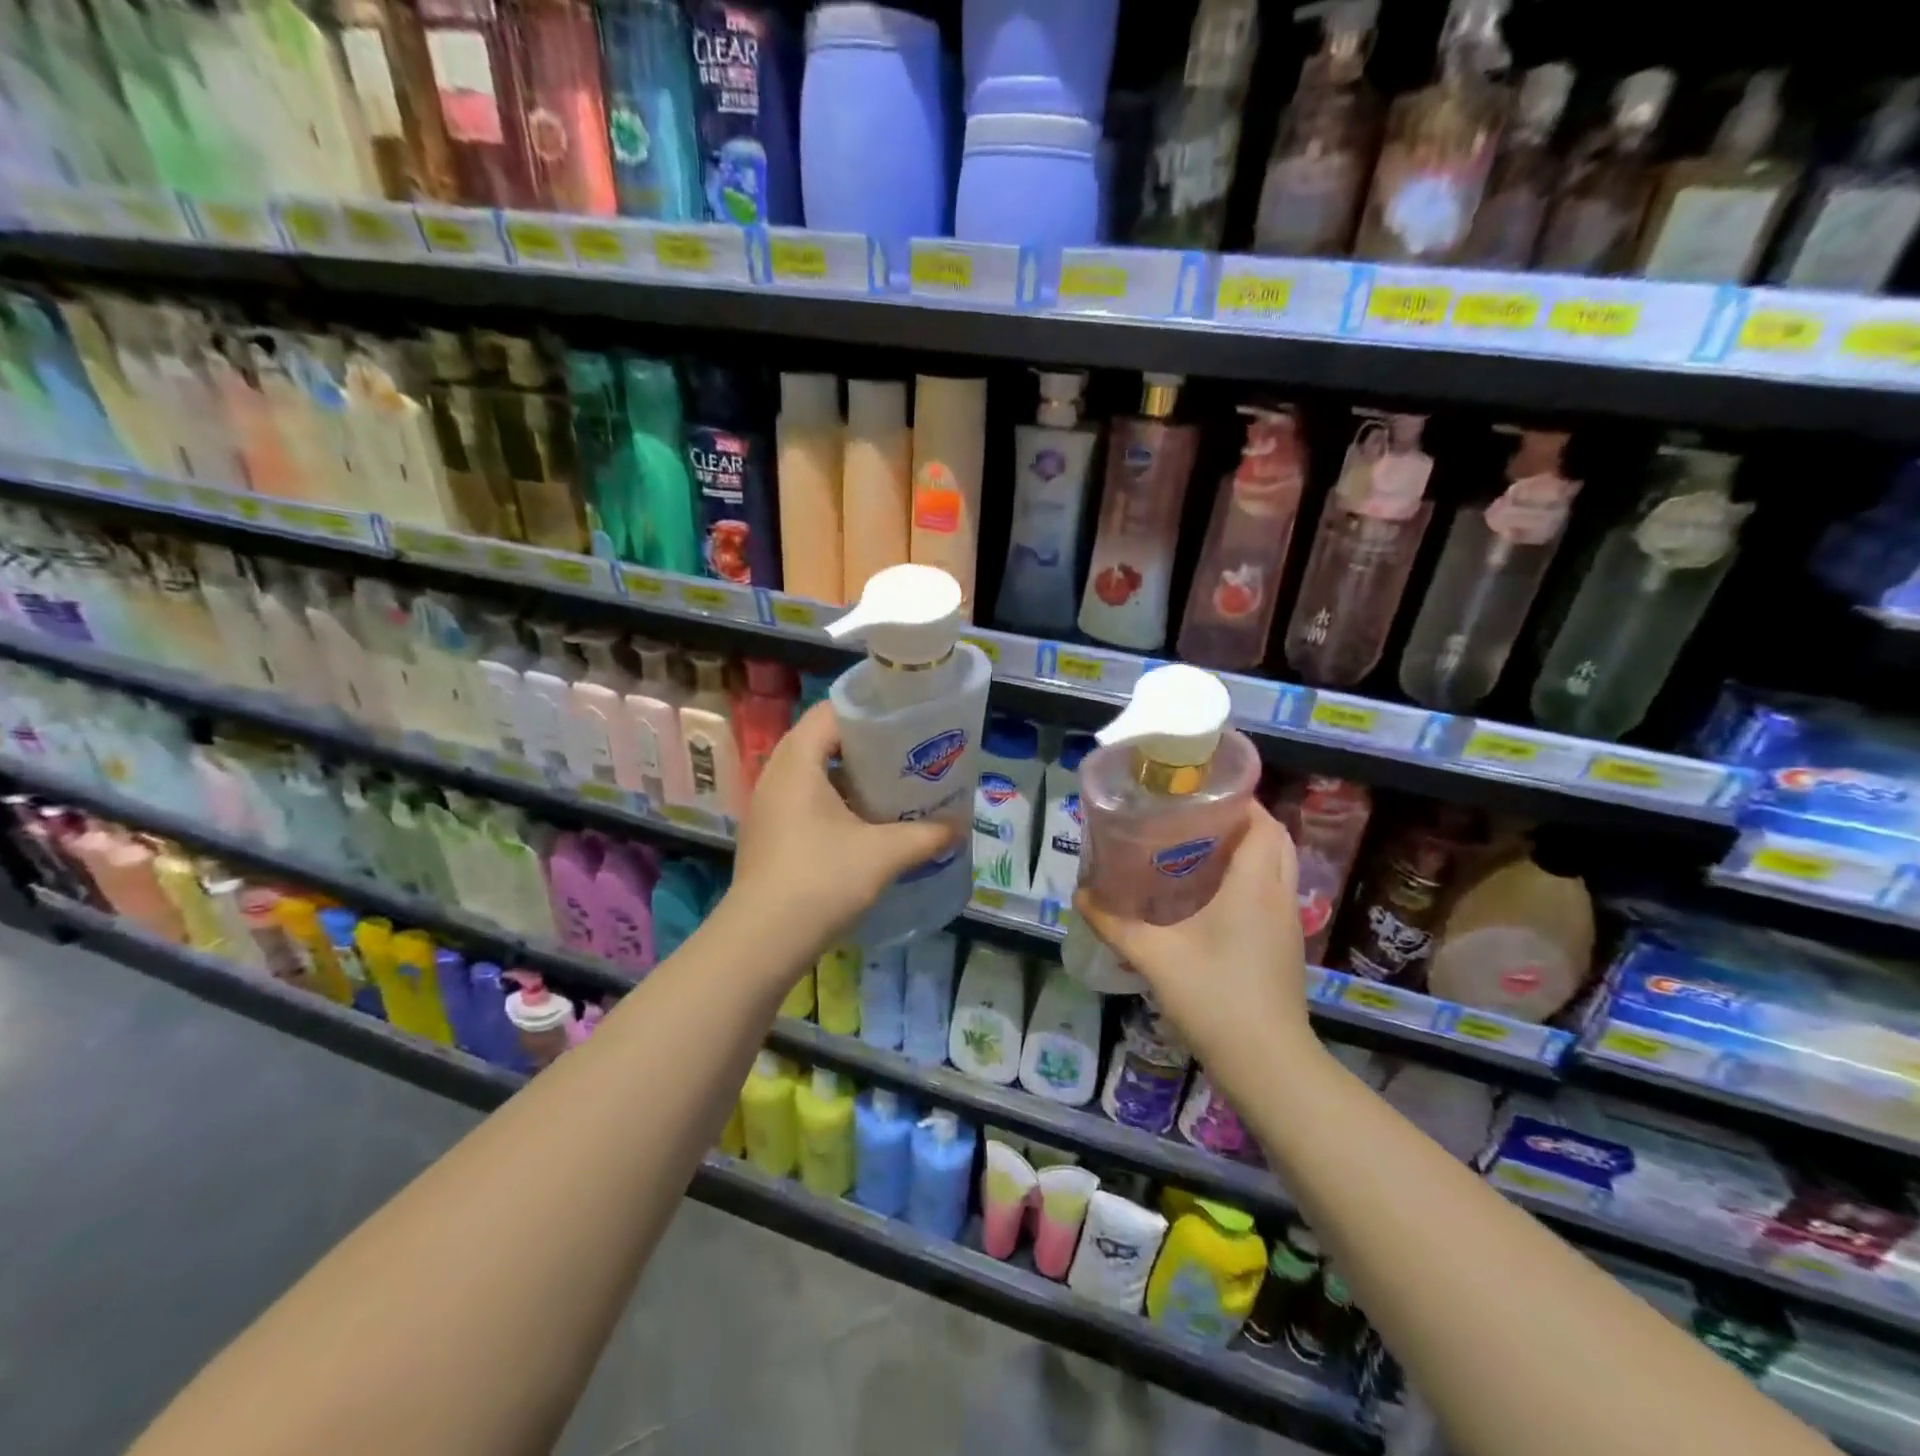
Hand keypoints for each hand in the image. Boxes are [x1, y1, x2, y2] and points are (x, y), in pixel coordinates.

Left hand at [730, 701, 955, 958]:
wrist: (763, 940)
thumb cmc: (821, 880)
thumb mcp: (883, 854)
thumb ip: (926, 834)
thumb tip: (960, 826)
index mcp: (797, 763)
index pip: (831, 711)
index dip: (869, 710)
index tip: (905, 721)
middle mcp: (776, 775)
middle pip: (822, 740)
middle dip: (865, 745)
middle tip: (906, 753)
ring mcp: (768, 806)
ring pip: (813, 773)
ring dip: (850, 776)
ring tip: (892, 785)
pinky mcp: (769, 833)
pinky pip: (804, 799)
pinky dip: (834, 801)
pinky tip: (865, 823)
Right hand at [1073, 803, 1314, 1092]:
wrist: (1268, 1064)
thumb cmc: (1214, 998)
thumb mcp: (1155, 957)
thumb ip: (1115, 923)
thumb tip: (1081, 894)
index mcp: (1254, 885)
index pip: (1263, 822)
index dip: (1239, 800)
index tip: (1200, 793)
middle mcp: (1278, 895)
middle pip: (1275, 838)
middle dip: (1242, 820)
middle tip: (1195, 818)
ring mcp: (1287, 923)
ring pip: (1278, 866)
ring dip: (1249, 849)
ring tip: (1199, 848)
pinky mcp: (1284, 945)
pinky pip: (1273, 892)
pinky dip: (1251, 878)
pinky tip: (1211, 895)